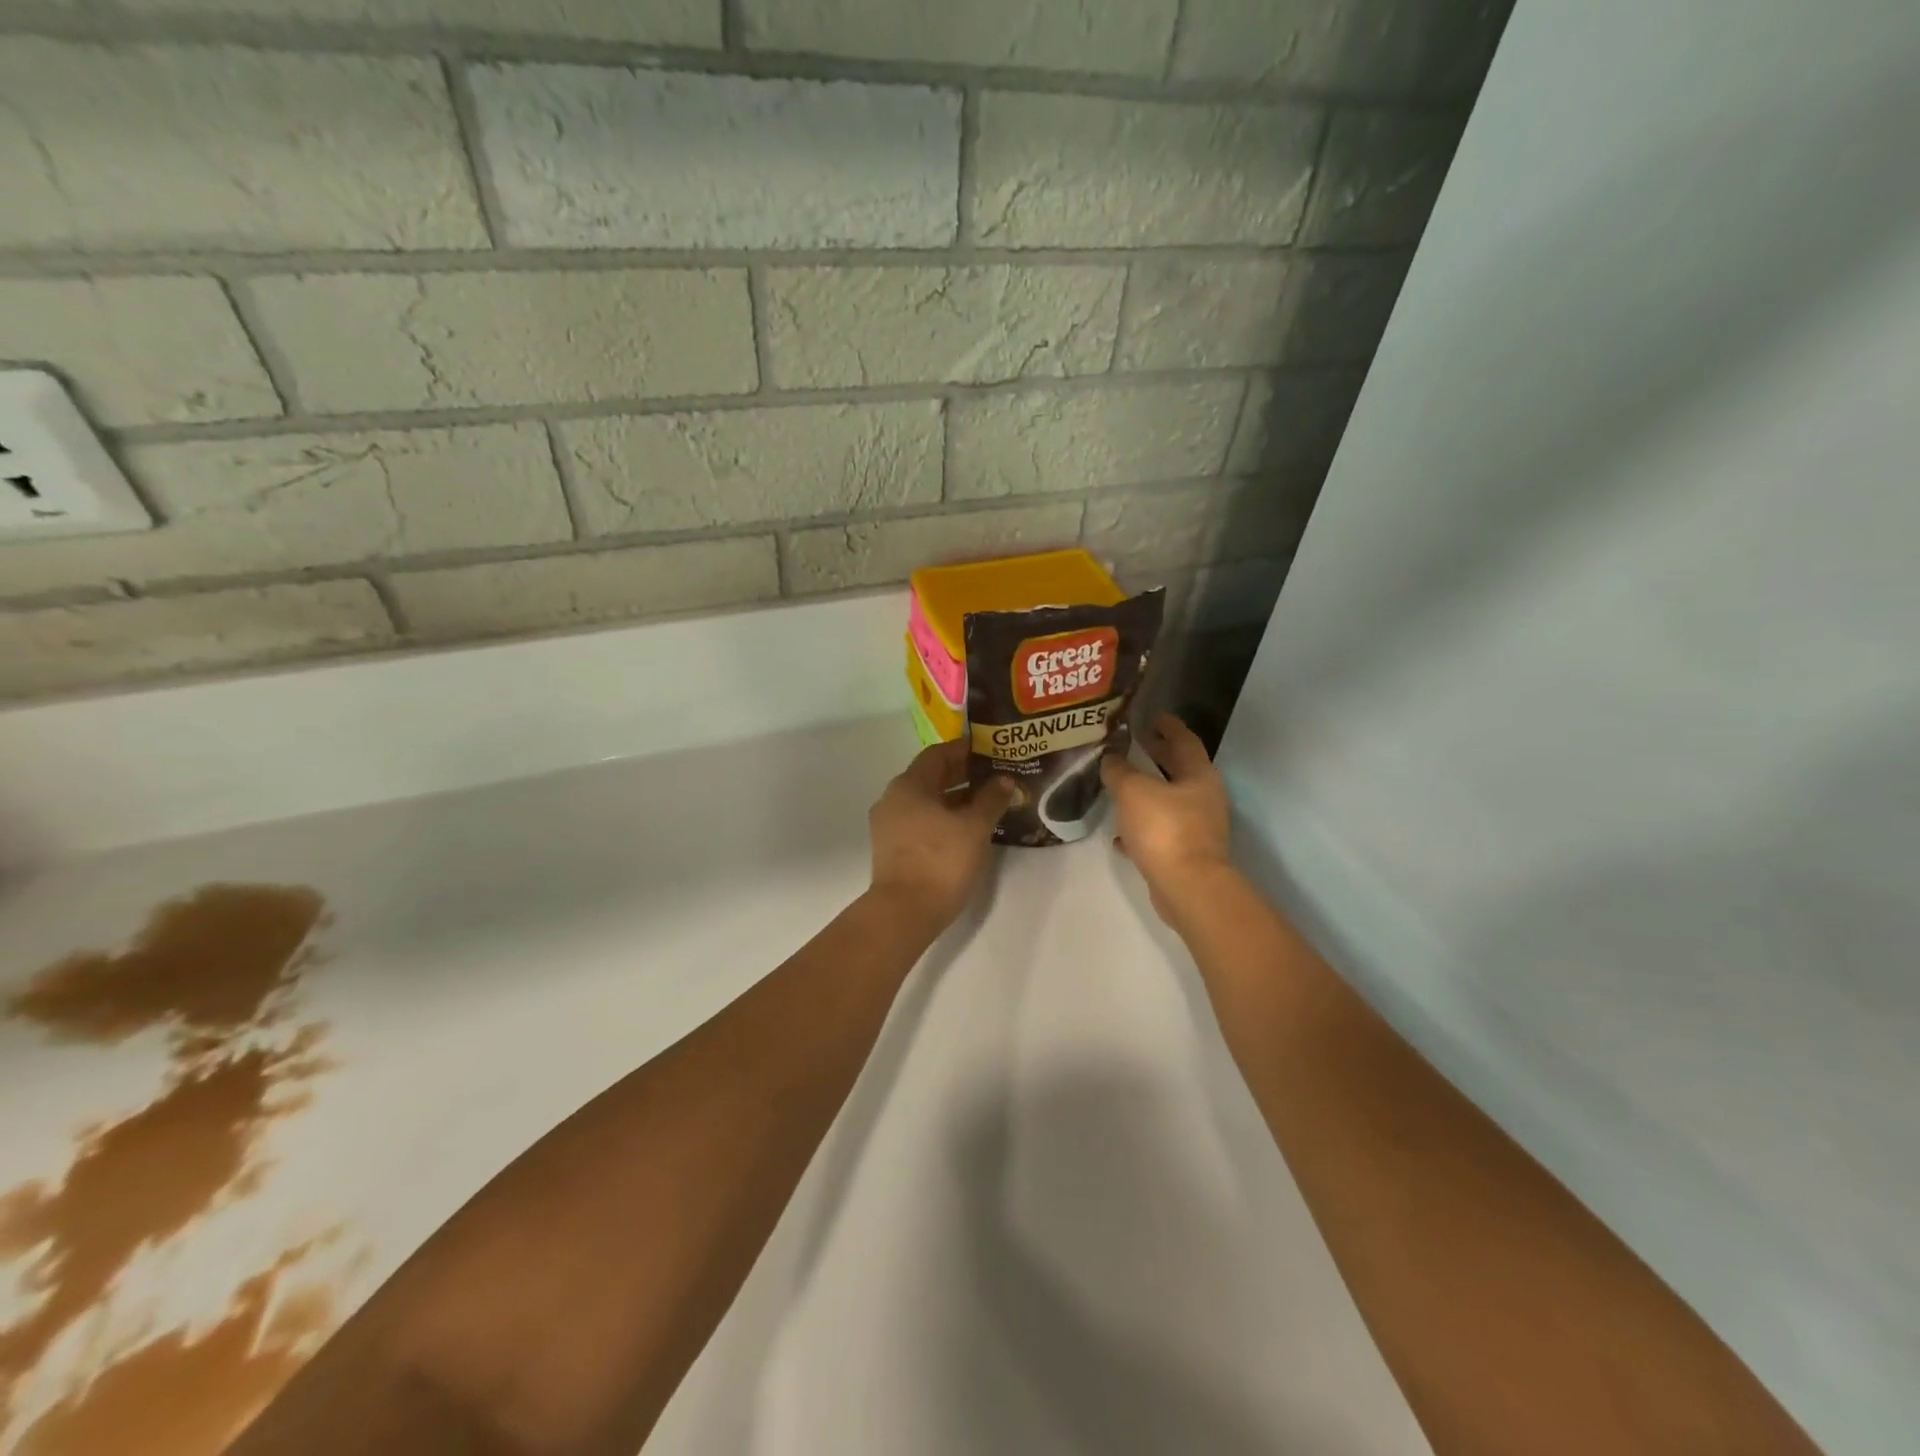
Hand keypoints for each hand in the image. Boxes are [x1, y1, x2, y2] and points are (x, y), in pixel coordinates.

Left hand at [867, 740, 1016, 930]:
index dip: (965, 750)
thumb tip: (1003, 780)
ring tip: (986, 804)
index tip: (990, 751)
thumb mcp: (974, 827)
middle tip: (994, 776)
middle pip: (930, 777)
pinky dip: (942, 818)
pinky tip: (966, 829)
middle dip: (962, 775)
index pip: (938, 754)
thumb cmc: (941, 861)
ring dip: (954, 799)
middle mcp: (893, 799)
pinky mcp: (892, 849)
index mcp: (909, 785)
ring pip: (926, 801)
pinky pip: (920, 821)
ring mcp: (889, 825)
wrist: (904, 913)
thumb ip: (991, 799)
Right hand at [1101, 715, 1233, 926]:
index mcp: (1199, 775)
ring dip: (1147, 792)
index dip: (1168, 726)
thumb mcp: (1133, 791)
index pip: (1184, 740)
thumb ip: (1119, 771)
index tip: (1151, 716)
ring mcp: (1197, 828)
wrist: (1187, 888)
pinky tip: (1119, 836)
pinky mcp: (1185, 854)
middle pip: (1178, 769)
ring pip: (1168, 802)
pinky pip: (1160, 833)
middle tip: (1133, 744)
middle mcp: (1203, 798)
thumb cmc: (1165, 829)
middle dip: (1156, 756)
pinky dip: (1141, 829)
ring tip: (1119, 785)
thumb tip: (1111, 759)